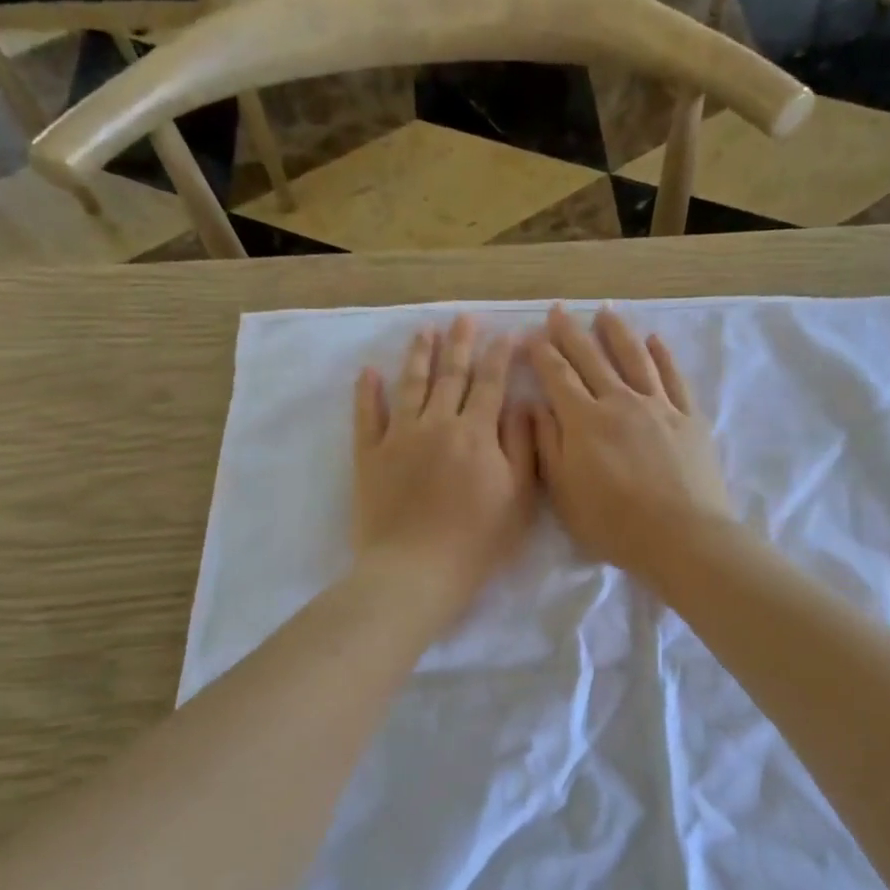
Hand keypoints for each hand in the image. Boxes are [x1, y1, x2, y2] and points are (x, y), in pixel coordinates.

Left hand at [354, 316, 539, 630]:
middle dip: (460, 344)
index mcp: (476, 432)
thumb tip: (522, 405)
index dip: (500, 356)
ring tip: (425, 332)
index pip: (490, 384)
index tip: (507, 334)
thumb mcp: (520, 496)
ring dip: (418, 356)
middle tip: (464, 318)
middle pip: (450, 375)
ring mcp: (399, 437)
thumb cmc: (478, 540)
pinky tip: (369, 372)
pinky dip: (367, 392)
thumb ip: (523, 446)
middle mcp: (437, 423)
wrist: (416, 570)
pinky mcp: (370, 456)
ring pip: (410, 386)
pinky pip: (367, 416)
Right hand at [527, 305, 731, 582]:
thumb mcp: (563, 492)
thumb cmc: (613, 522)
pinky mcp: (689, 418)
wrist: (681, 536)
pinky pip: (674, 377)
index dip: (542, 353)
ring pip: (634, 357)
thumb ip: (548, 444)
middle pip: (592, 358)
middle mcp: (620, 401)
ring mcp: (658, 406)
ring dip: (617, 332)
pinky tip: (655, 340)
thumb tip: (536, 405)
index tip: (531, 335)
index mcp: (584, 420)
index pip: (557, 376)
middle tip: (559, 310)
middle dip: (571, 332)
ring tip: (606, 311)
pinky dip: (663, 355)